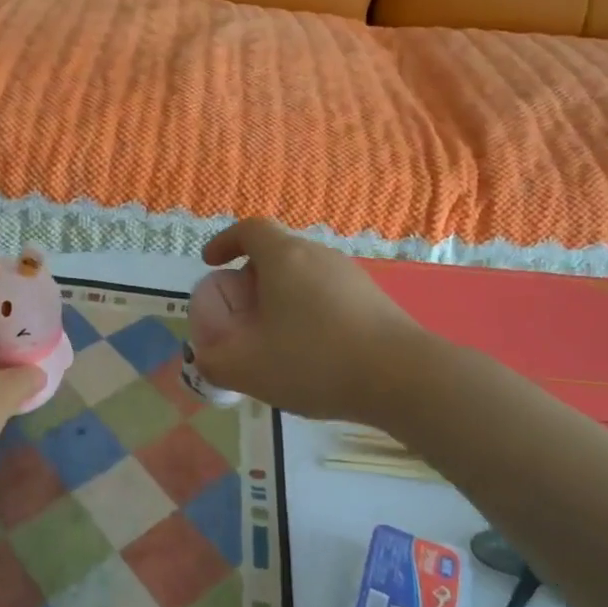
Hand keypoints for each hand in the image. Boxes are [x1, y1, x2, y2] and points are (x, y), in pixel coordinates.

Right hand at [190, 219, 425, 423]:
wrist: (403, 377)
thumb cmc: (316, 361)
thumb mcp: (250, 369)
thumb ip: (215, 362)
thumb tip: (205, 359)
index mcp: (284, 258)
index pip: (250, 229)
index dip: (225, 241)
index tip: (211, 262)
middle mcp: (318, 255)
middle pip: (277, 252)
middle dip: (251, 275)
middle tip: (241, 309)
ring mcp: (350, 275)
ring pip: (304, 274)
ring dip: (282, 295)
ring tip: (274, 334)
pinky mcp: (373, 298)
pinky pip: (327, 293)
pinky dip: (309, 309)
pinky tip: (312, 349)